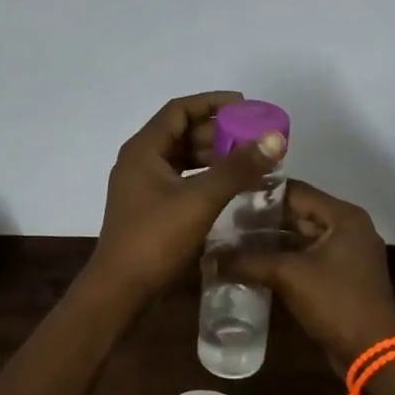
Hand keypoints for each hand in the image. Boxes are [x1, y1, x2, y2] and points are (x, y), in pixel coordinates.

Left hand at [89, 92, 287, 299]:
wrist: (120, 291)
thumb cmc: (155, 239)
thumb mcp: (200, 200)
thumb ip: (237, 168)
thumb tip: (274, 138)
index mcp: (144, 149)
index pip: (179, 110)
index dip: (212, 103)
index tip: (245, 105)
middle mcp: (140, 160)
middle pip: (182, 132)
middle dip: (218, 132)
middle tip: (254, 137)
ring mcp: (142, 185)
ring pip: (182, 158)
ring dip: (214, 156)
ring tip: (249, 161)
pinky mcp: (149, 207)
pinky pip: (181, 179)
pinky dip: (205, 177)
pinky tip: (230, 187)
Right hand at [224, 180, 394, 368]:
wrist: (373, 353)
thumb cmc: (336, 302)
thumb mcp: (288, 276)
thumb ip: (248, 261)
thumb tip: (209, 259)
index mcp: (343, 216)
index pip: (294, 191)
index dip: (260, 193)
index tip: (228, 196)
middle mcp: (348, 227)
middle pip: (298, 213)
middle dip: (262, 220)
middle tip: (224, 222)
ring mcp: (347, 253)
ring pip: (301, 237)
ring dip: (270, 241)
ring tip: (232, 242)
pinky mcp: (341, 276)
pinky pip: (307, 258)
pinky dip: (283, 259)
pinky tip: (253, 264)